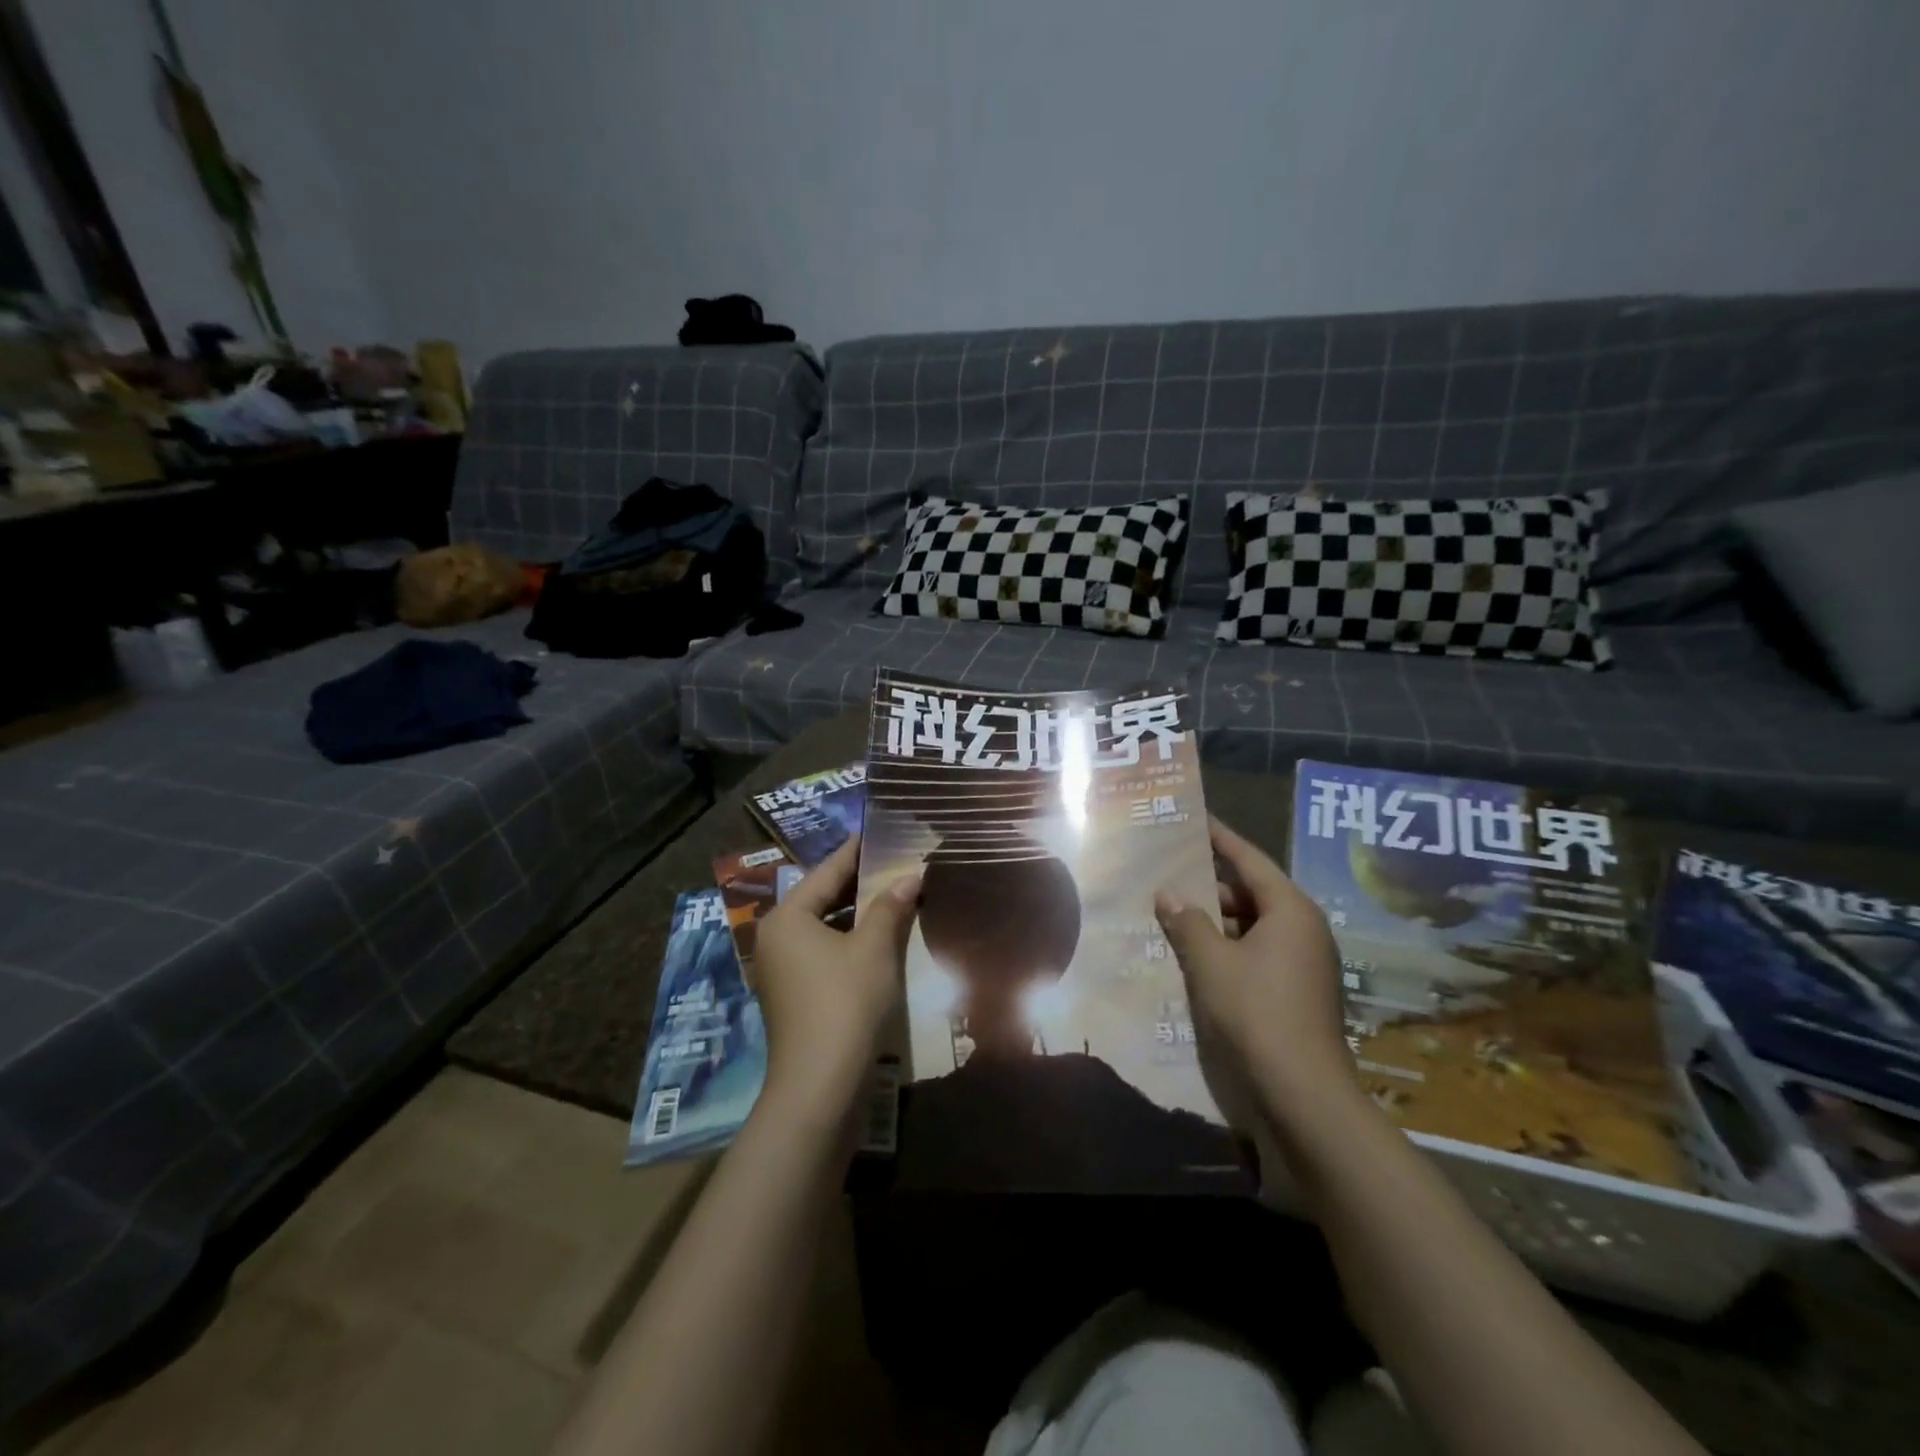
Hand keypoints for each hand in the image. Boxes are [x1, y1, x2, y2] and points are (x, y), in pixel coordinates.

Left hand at [751, 835, 918, 1119]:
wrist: (820, 1086)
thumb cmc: (845, 1002)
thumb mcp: (874, 949)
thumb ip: (890, 907)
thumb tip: (910, 875)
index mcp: (787, 918)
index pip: (827, 872)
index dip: (856, 851)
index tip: (879, 831)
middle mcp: (776, 939)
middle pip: (822, 898)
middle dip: (860, 883)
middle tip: (895, 862)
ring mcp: (782, 970)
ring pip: (824, 928)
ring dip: (858, 914)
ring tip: (894, 896)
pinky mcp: (794, 997)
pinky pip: (824, 953)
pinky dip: (850, 941)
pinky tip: (880, 939)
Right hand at [1155, 817, 1356, 1115]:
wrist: (1304, 1095)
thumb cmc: (1257, 1013)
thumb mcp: (1211, 963)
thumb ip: (1187, 923)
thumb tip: (1168, 895)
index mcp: (1290, 911)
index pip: (1250, 860)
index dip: (1220, 839)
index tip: (1196, 821)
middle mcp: (1303, 930)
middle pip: (1251, 894)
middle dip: (1209, 887)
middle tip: (1167, 877)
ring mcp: (1303, 964)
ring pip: (1252, 928)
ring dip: (1215, 923)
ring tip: (1171, 918)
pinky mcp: (1296, 993)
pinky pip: (1256, 955)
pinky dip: (1226, 950)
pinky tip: (1192, 958)